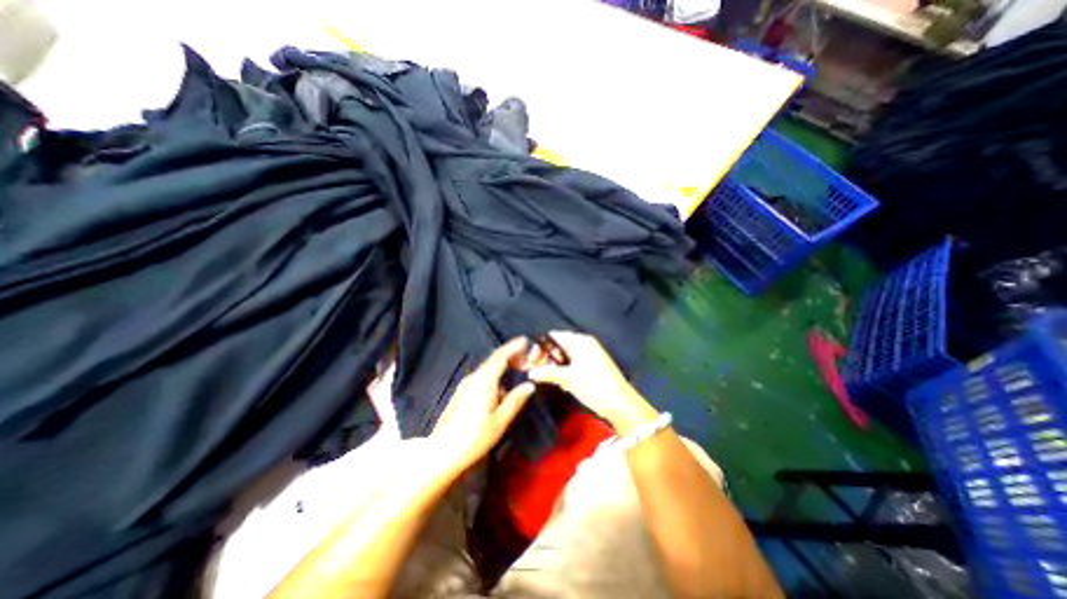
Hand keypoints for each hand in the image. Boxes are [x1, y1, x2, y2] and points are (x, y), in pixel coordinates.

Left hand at [430, 336, 537, 477]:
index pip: (500, 357)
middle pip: (493, 360)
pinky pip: (482, 375)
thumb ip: (515, 400)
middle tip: (526, 357)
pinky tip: (502, 384)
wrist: (442, 452)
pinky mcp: (462, 392)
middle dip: (510, 355)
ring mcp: (465, 384)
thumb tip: (530, 385)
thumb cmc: (474, 438)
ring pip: (487, 368)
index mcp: (483, 381)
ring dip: (502, 364)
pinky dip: (494, 373)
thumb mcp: (500, 421)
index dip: (513, 347)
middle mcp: (473, 378)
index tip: (525, 340)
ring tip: (517, 369)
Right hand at [524, 330, 658, 431]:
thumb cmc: (593, 385)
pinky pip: (574, 365)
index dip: (541, 347)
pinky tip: (562, 384)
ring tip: (548, 379)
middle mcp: (585, 344)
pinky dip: (566, 372)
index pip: (554, 337)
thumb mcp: (567, 378)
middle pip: (559, 347)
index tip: (531, 361)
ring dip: (556, 368)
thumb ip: (547, 372)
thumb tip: (530, 372)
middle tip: (536, 372)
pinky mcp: (593, 367)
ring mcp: (590, 355)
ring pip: (566, 358)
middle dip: (547, 359)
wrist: (619, 403)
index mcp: (580, 341)